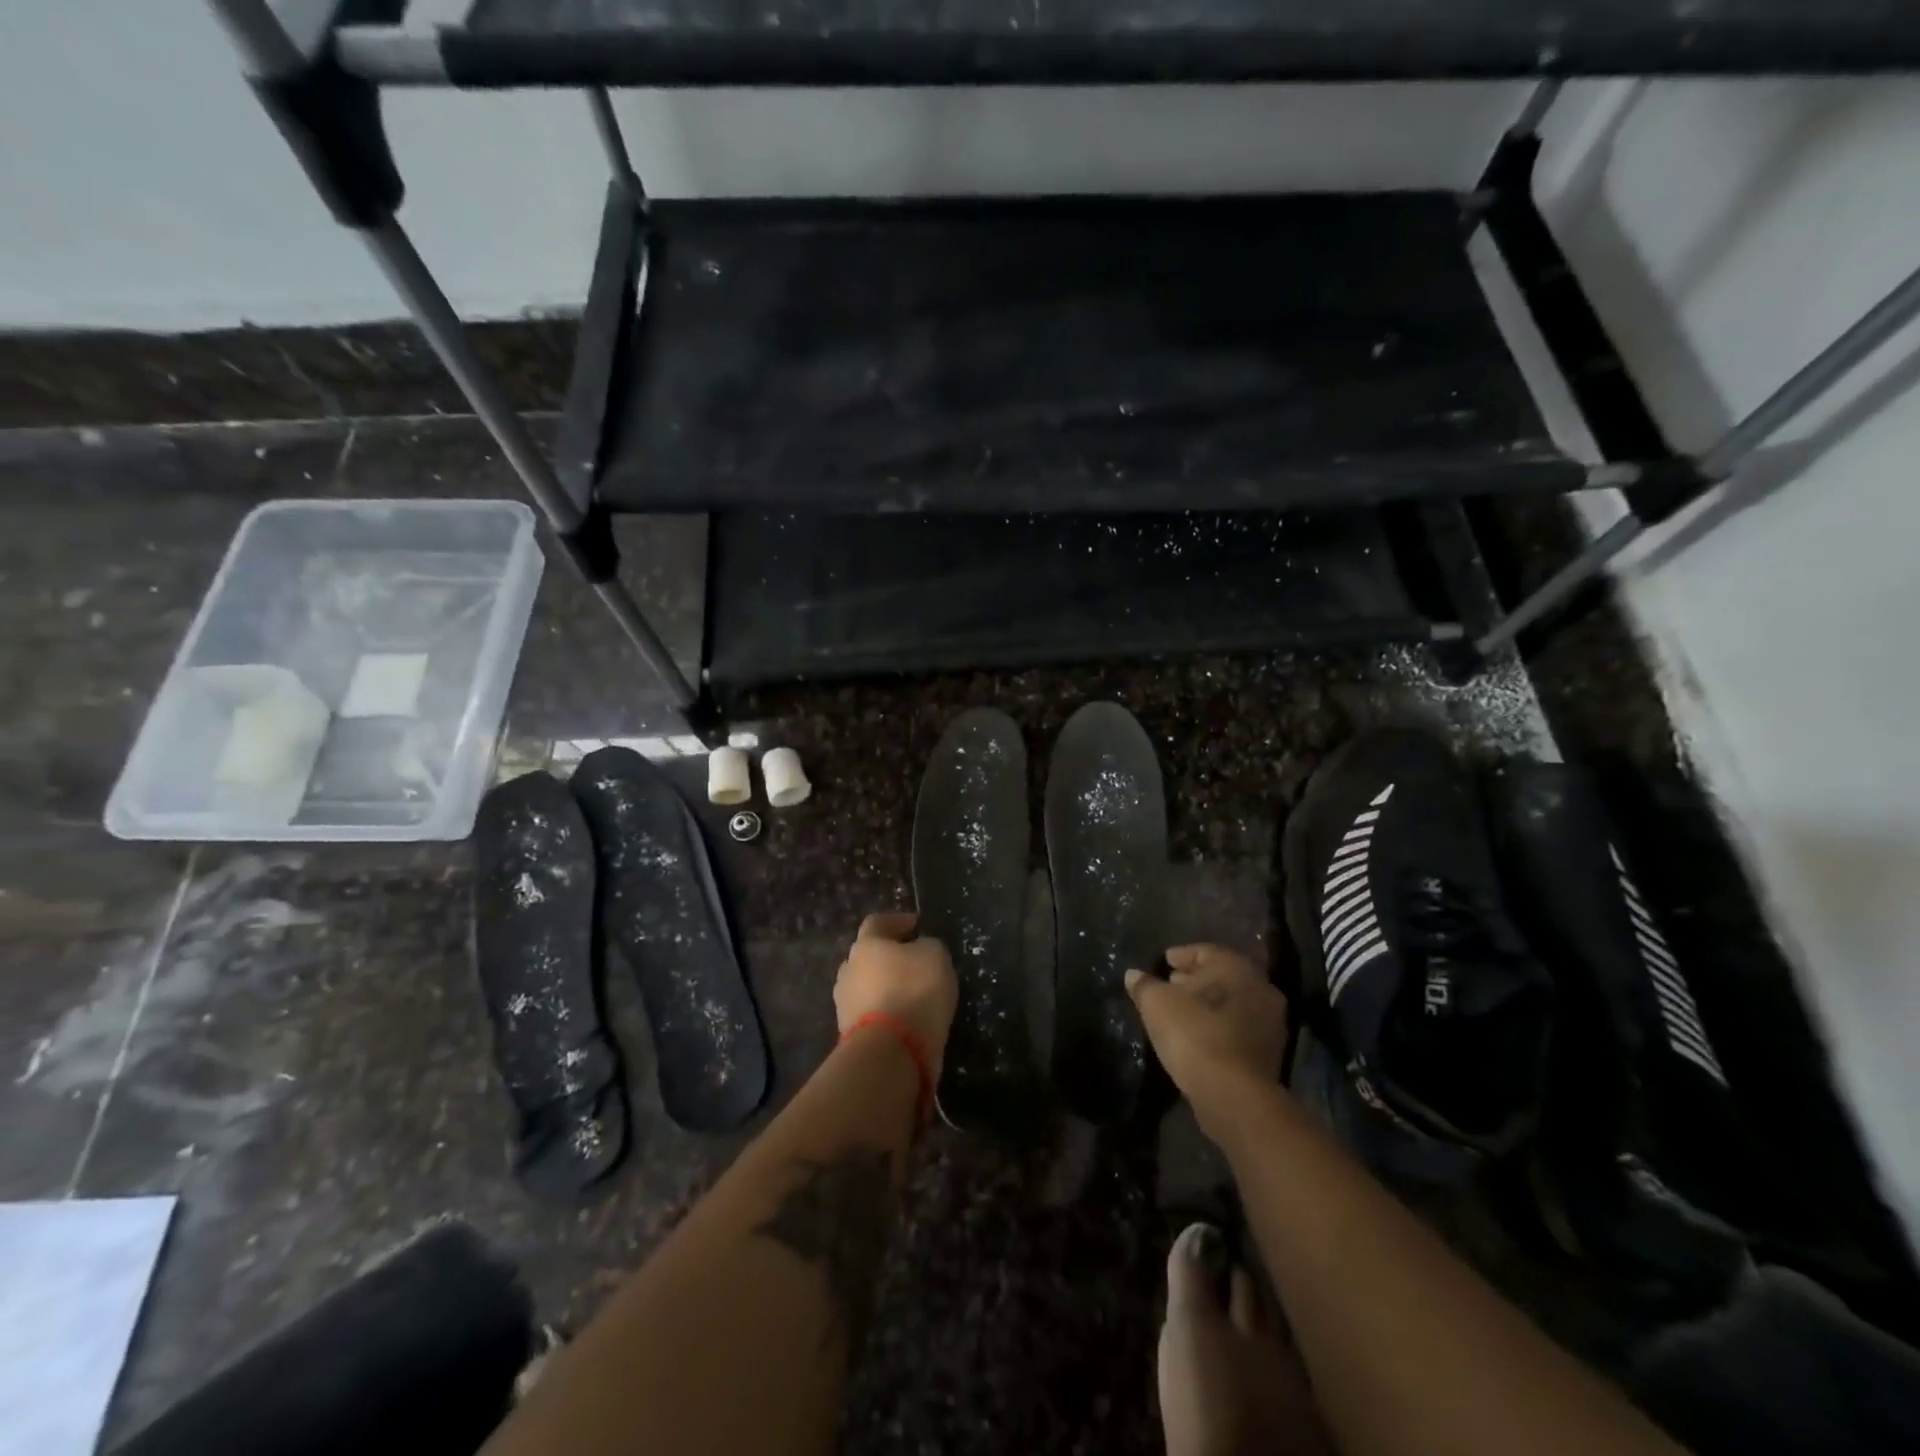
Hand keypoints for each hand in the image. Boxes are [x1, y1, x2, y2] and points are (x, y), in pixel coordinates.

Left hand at [834, 913, 959, 1074]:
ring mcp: (845, 1003)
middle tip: (914, 961)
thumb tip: (919, 949)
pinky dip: (887, 1013)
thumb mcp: (936, 956)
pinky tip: (906, 1018)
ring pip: (867, 986)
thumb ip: (927, 946)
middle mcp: (848, 969)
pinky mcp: (850, 1034)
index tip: (917, 926)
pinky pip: (872, 1014)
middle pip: (868, 956)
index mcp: (866, 944)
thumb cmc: (914, 991)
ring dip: (886, 987)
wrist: (890, 1052)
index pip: (878, 922)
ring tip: (913, 994)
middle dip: (889, 957)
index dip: (898, 921)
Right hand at [1126, 945, 1286, 1140]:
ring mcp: (1271, 1021)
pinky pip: (1240, 1027)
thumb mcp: (1156, 1004)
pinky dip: (1221, 1025)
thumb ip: (1144, 985)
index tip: (1165, 962)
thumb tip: (1134, 975)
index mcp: (1235, 966)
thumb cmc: (1193, 1034)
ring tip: (1183, 1010)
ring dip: (1210, 1004)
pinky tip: (1199, 1035)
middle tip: (1172, 984)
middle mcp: (1260, 987)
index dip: (1182, 955)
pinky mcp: (1272, 1052)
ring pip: (1234, 1002)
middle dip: (1197, 979)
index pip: (1206, 951)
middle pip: (1223, 976)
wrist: (1234, 1095)